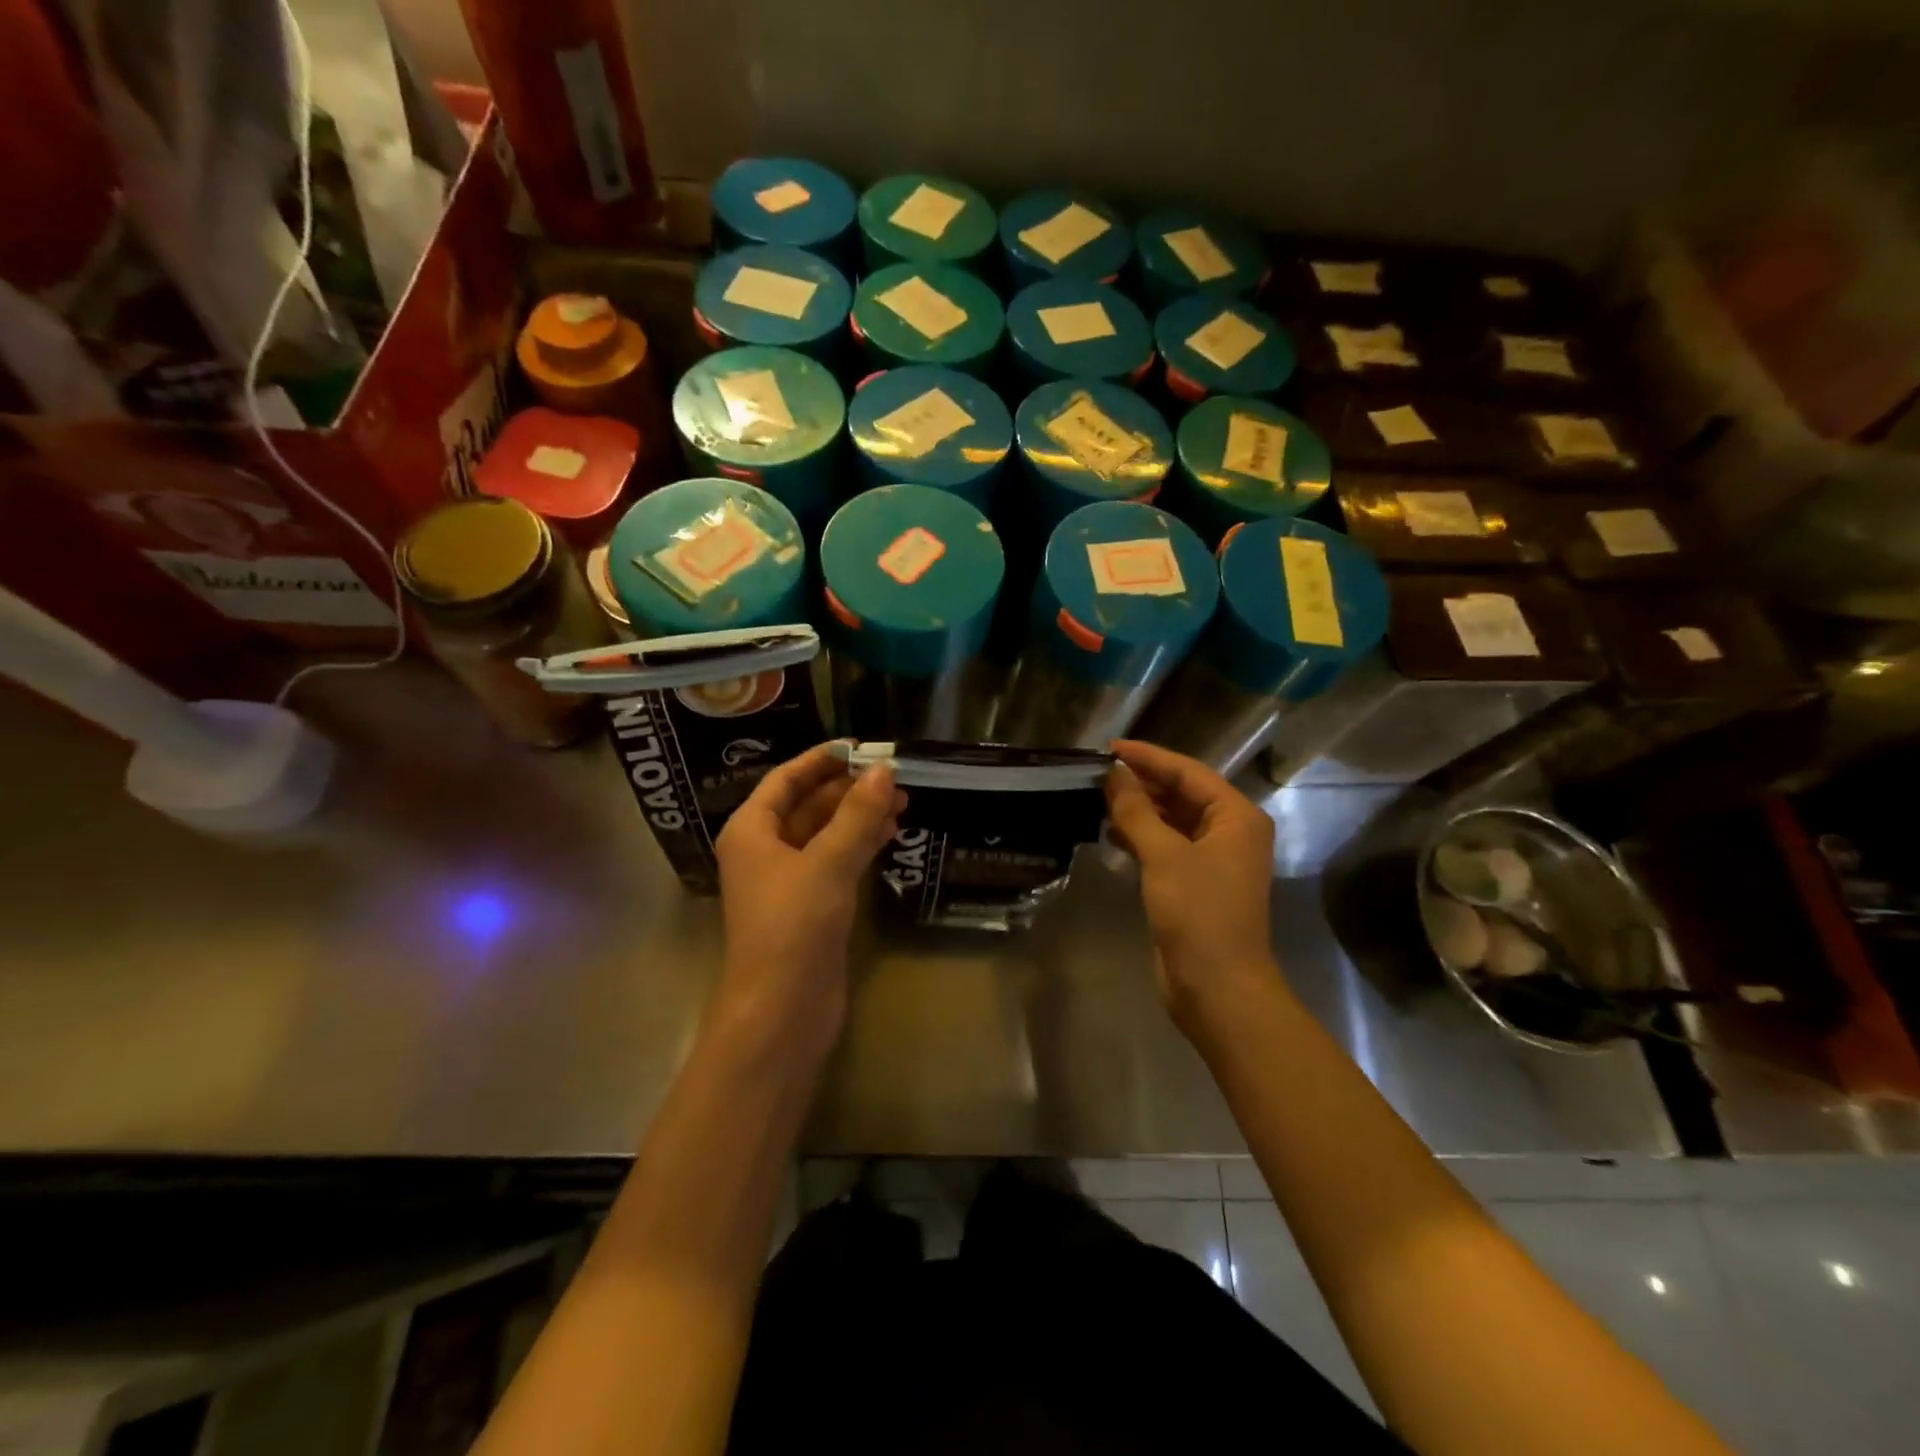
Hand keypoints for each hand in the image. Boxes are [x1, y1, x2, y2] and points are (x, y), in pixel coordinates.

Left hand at [713, 743, 904, 1049]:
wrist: (781, 1010)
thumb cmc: (793, 926)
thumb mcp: (828, 862)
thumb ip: (857, 814)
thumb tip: (883, 770)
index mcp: (751, 831)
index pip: (785, 779)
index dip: (821, 759)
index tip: (860, 747)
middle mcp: (764, 850)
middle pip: (807, 805)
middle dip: (848, 789)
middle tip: (893, 777)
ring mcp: (786, 880)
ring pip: (824, 834)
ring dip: (858, 817)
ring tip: (901, 803)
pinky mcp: (809, 906)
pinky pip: (834, 861)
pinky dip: (859, 845)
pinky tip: (889, 837)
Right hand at [1105, 740, 1277, 1021]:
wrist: (1217, 987)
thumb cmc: (1199, 914)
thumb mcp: (1164, 855)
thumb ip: (1137, 810)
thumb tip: (1114, 773)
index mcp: (1236, 817)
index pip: (1188, 772)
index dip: (1148, 757)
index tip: (1109, 747)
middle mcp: (1229, 832)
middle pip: (1181, 793)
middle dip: (1142, 782)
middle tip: (1098, 772)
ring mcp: (1212, 859)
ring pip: (1171, 820)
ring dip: (1138, 809)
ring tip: (1098, 796)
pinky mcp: (1193, 883)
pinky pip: (1165, 846)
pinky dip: (1140, 836)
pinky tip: (1110, 831)